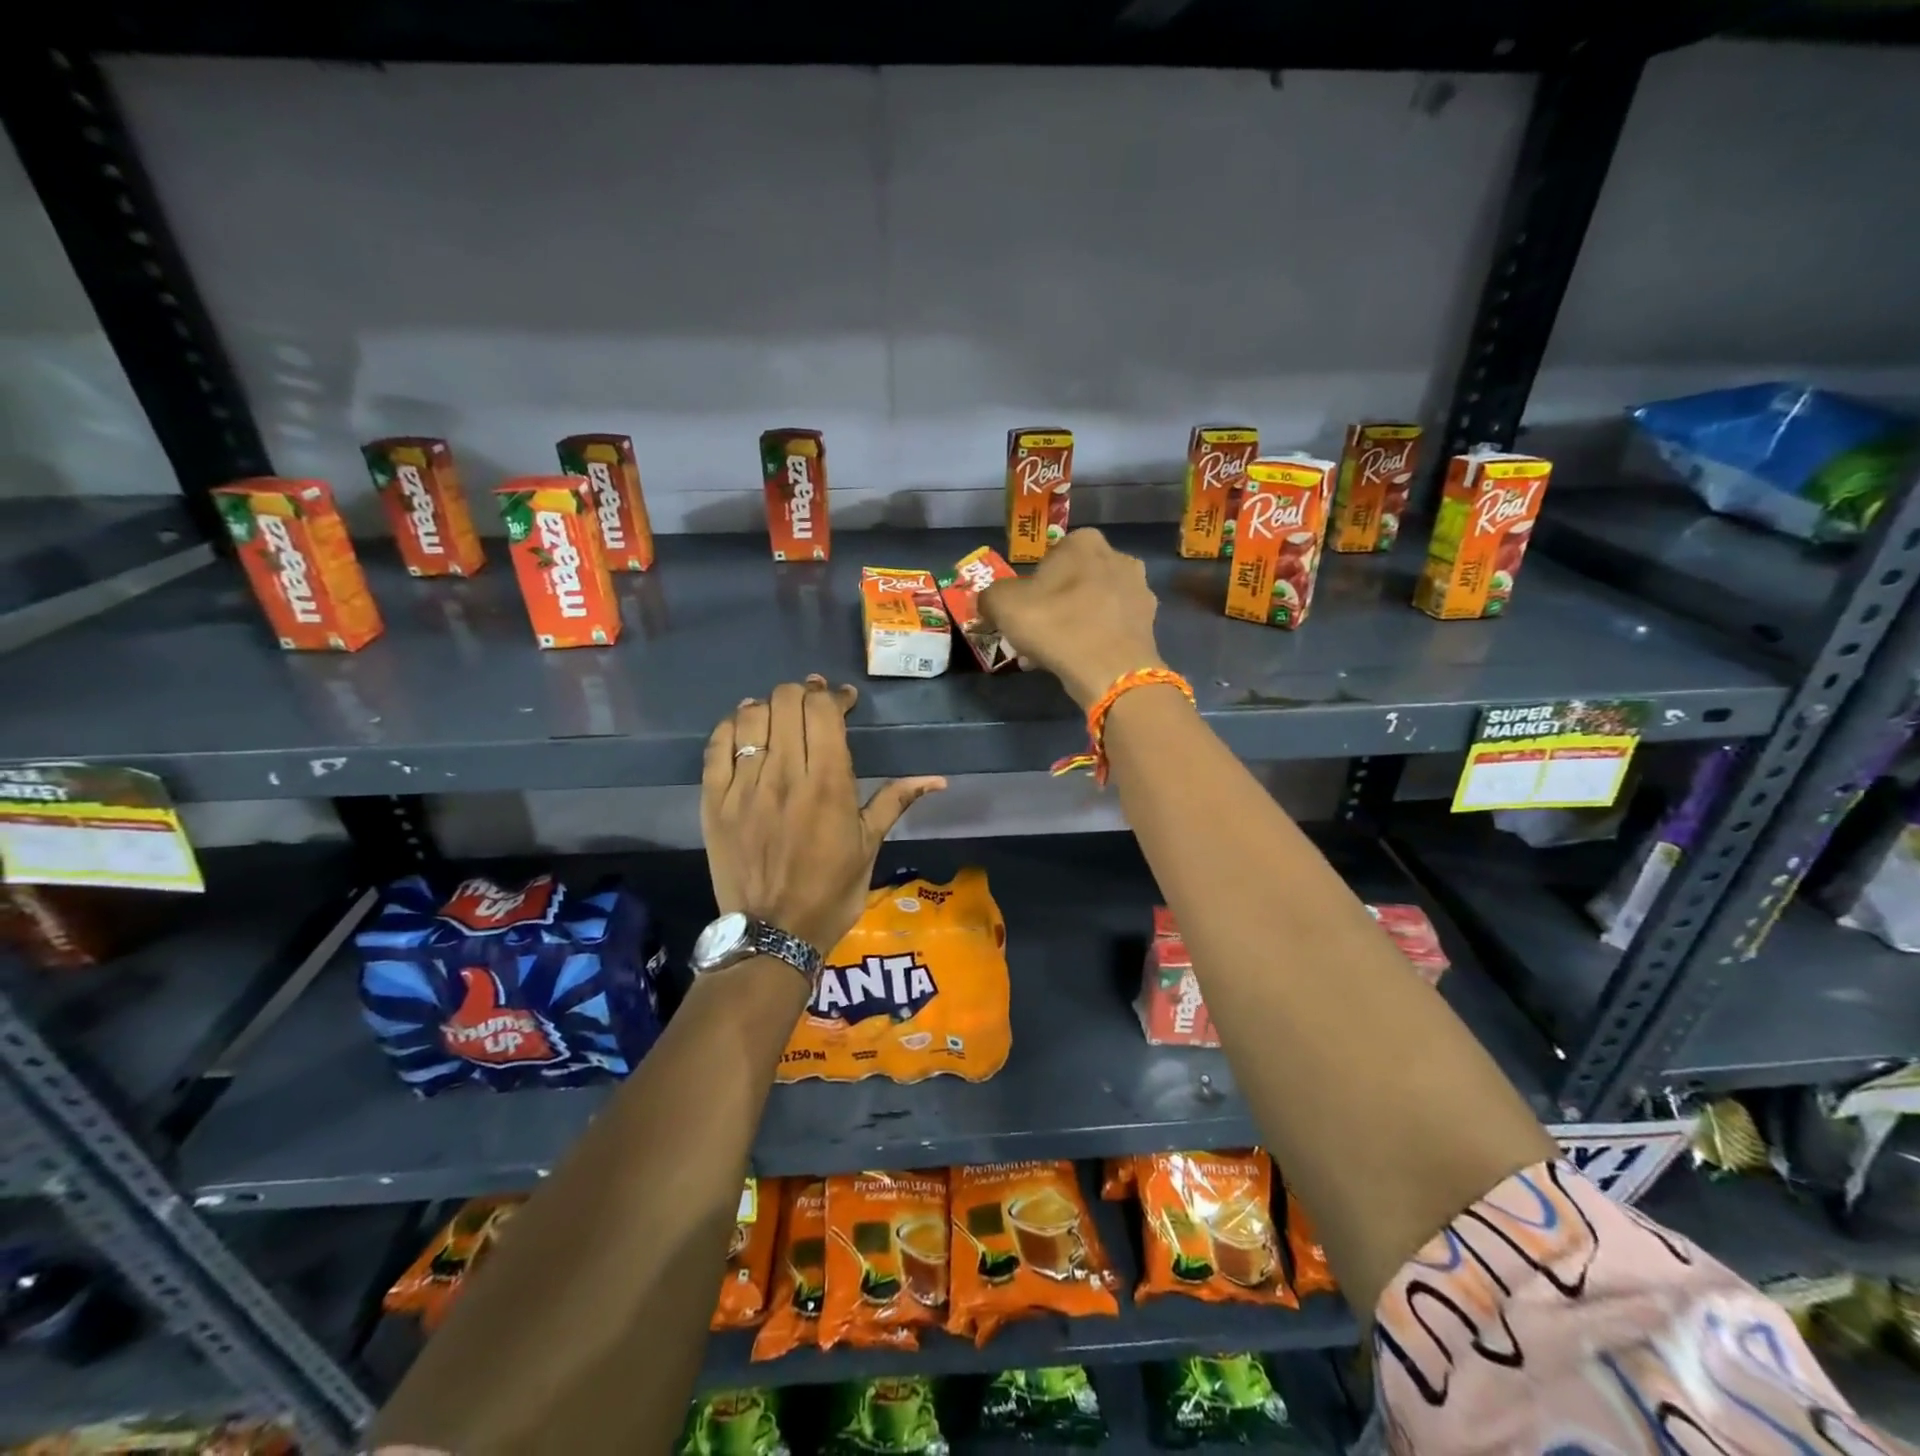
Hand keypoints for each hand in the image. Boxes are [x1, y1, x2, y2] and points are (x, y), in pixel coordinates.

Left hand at [702, 677, 946, 952]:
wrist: (773, 934)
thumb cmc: (831, 891)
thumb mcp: (869, 846)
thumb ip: (895, 801)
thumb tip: (938, 779)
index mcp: (828, 784)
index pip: (824, 711)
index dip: (834, 695)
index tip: (843, 701)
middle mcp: (785, 775)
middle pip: (786, 703)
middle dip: (803, 694)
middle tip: (813, 704)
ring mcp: (744, 786)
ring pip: (751, 717)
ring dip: (769, 706)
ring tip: (779, 714)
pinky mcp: (713, 801)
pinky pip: (716, 746)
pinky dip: (731, 726)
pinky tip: (744, 727)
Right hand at [979, 528, 1165, 709]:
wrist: (1111, 670)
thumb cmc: (1056, 625)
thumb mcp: (1003, 605)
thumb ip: (990, 597)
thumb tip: (989, 603)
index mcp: (1084, 541)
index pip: (1048, 560)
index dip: (1031, 588)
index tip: (1023, 614)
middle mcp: (1117, 557)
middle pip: (1073, 582)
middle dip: (1055, 605)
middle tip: (1037, 635)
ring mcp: (1139, 589)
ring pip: (1093, 604)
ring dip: (1074, 623)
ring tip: (1055, 654)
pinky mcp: (1149, 622)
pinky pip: (1110, 626)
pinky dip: (1094, 638)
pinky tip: (1079, 661)